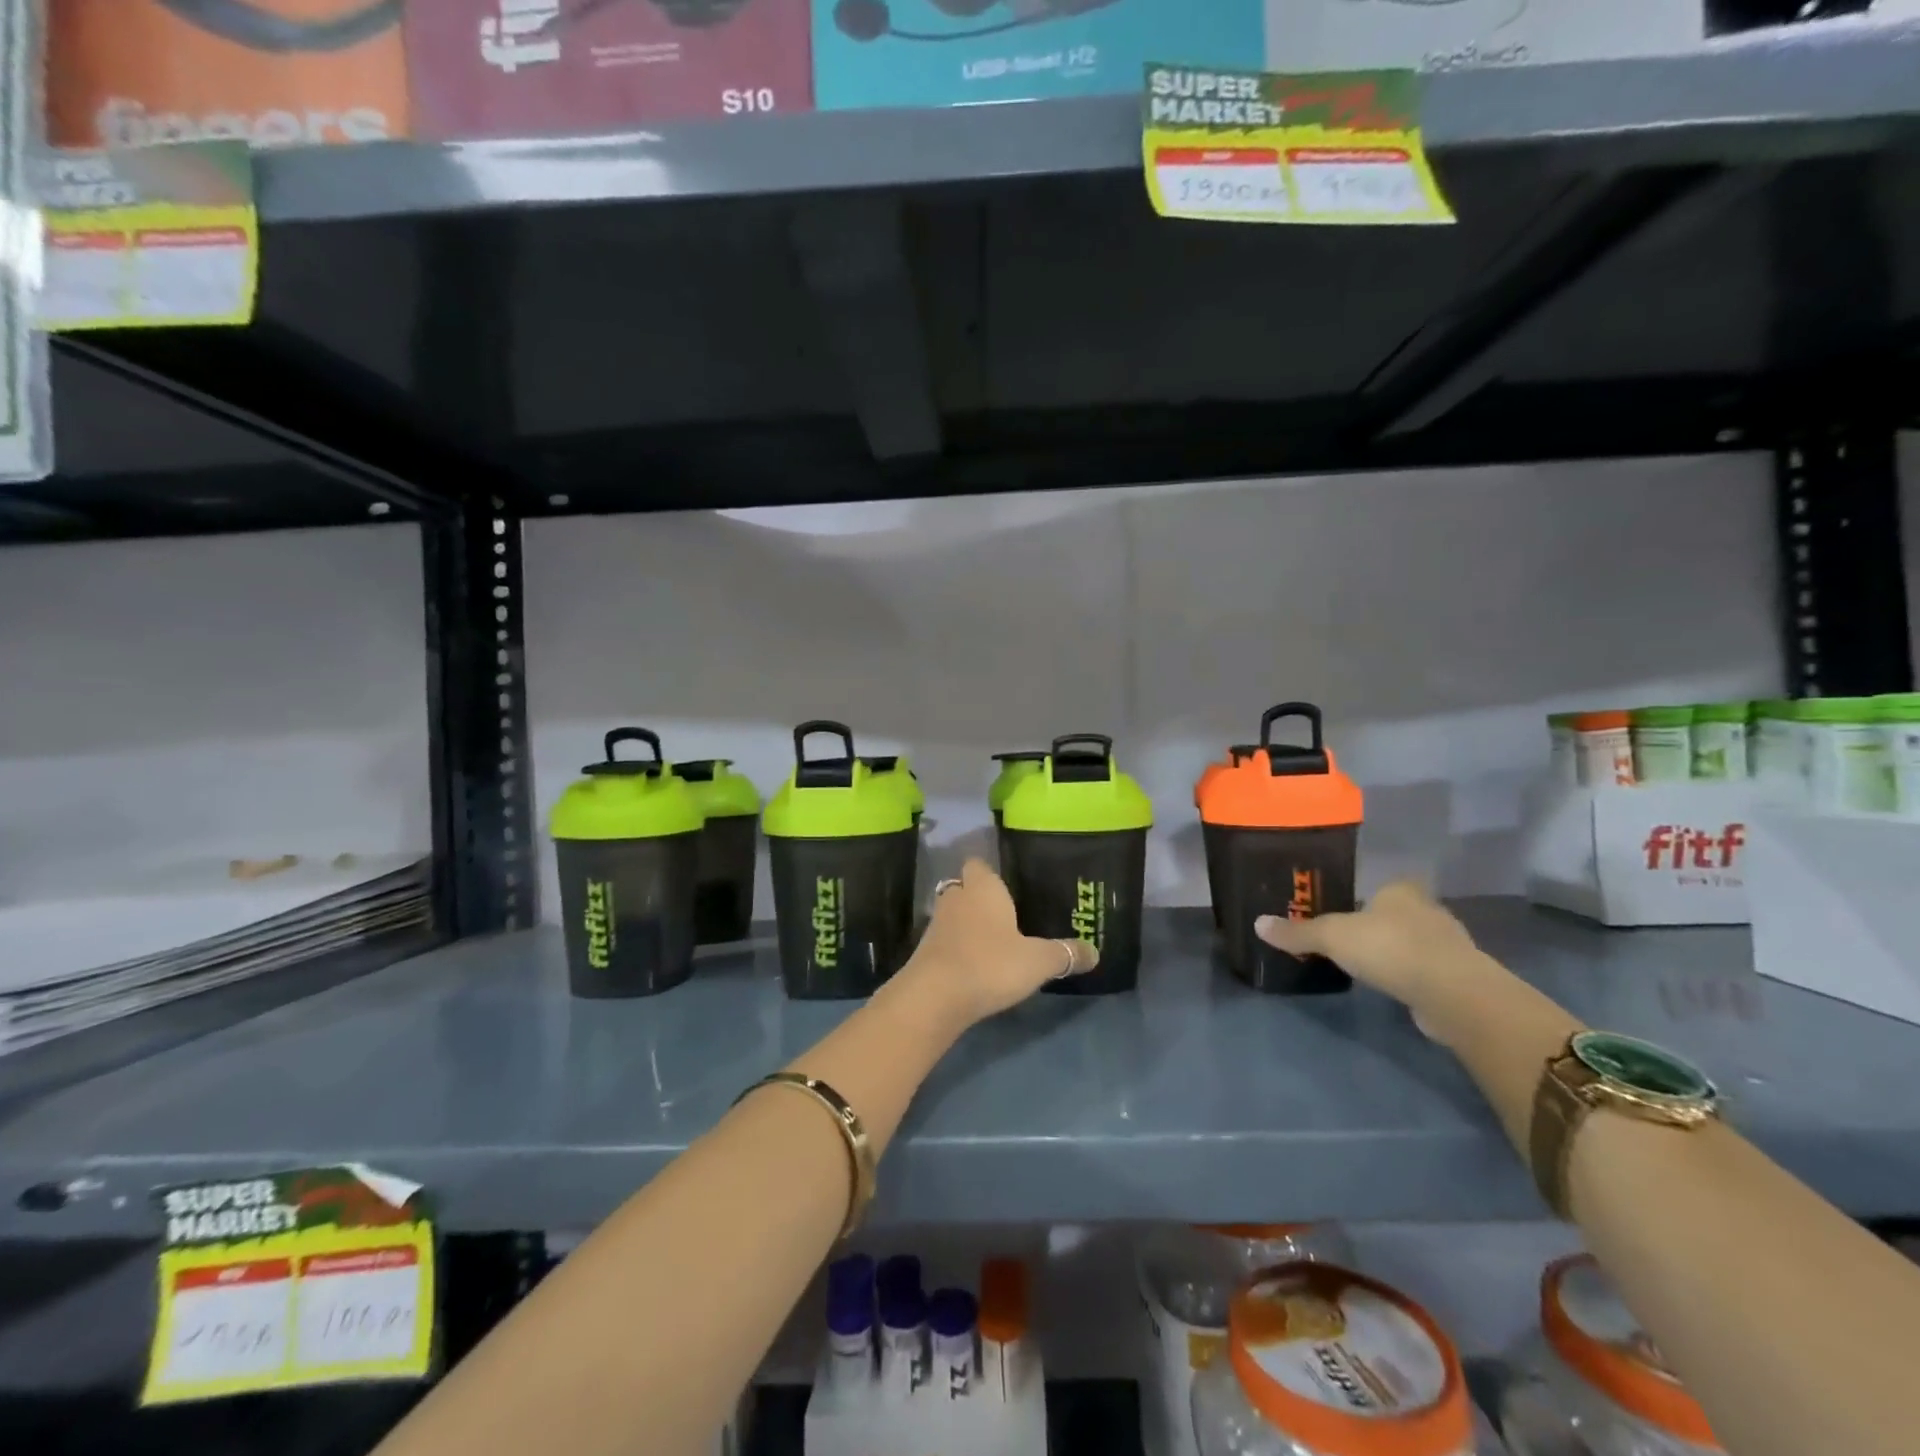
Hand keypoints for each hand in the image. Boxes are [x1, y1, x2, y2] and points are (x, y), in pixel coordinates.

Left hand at [896, 858, 1097, 1028]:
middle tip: (1006, 916)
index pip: (979, 864)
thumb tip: (1095, 952)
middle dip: (980, 899)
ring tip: (993, 943)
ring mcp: (936, 924)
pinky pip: (945, 941)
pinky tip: (975, 966)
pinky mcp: (924, 951)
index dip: (990, 873)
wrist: (934, 997)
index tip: (1008, 886)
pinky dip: (957, 948)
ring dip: (968, 925)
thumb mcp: (1038, 961)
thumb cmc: (990, 964)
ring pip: (954, 915)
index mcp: (983, 888)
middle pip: (965, 888)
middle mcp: (956, 898)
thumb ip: (1065, 954)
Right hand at [1254, 880, 1491, 1037]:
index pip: (1384, 886)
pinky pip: (1427, 971)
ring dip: (1397, 952)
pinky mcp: (1459, 978)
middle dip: (1379, 924)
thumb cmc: (1390, 948)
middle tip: (1351, 938)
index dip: (1367, 896)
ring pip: (1415, 942)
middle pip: (1398, 913)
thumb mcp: (1332, 937)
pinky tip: (1394, 987)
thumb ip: (1298, 932)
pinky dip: (1411, 977)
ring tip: (1368, 965)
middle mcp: (1429, 911)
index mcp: (1401, 891)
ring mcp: (1449, 945)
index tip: (1347, 910)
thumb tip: (1258, 924)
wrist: (1453, 994)